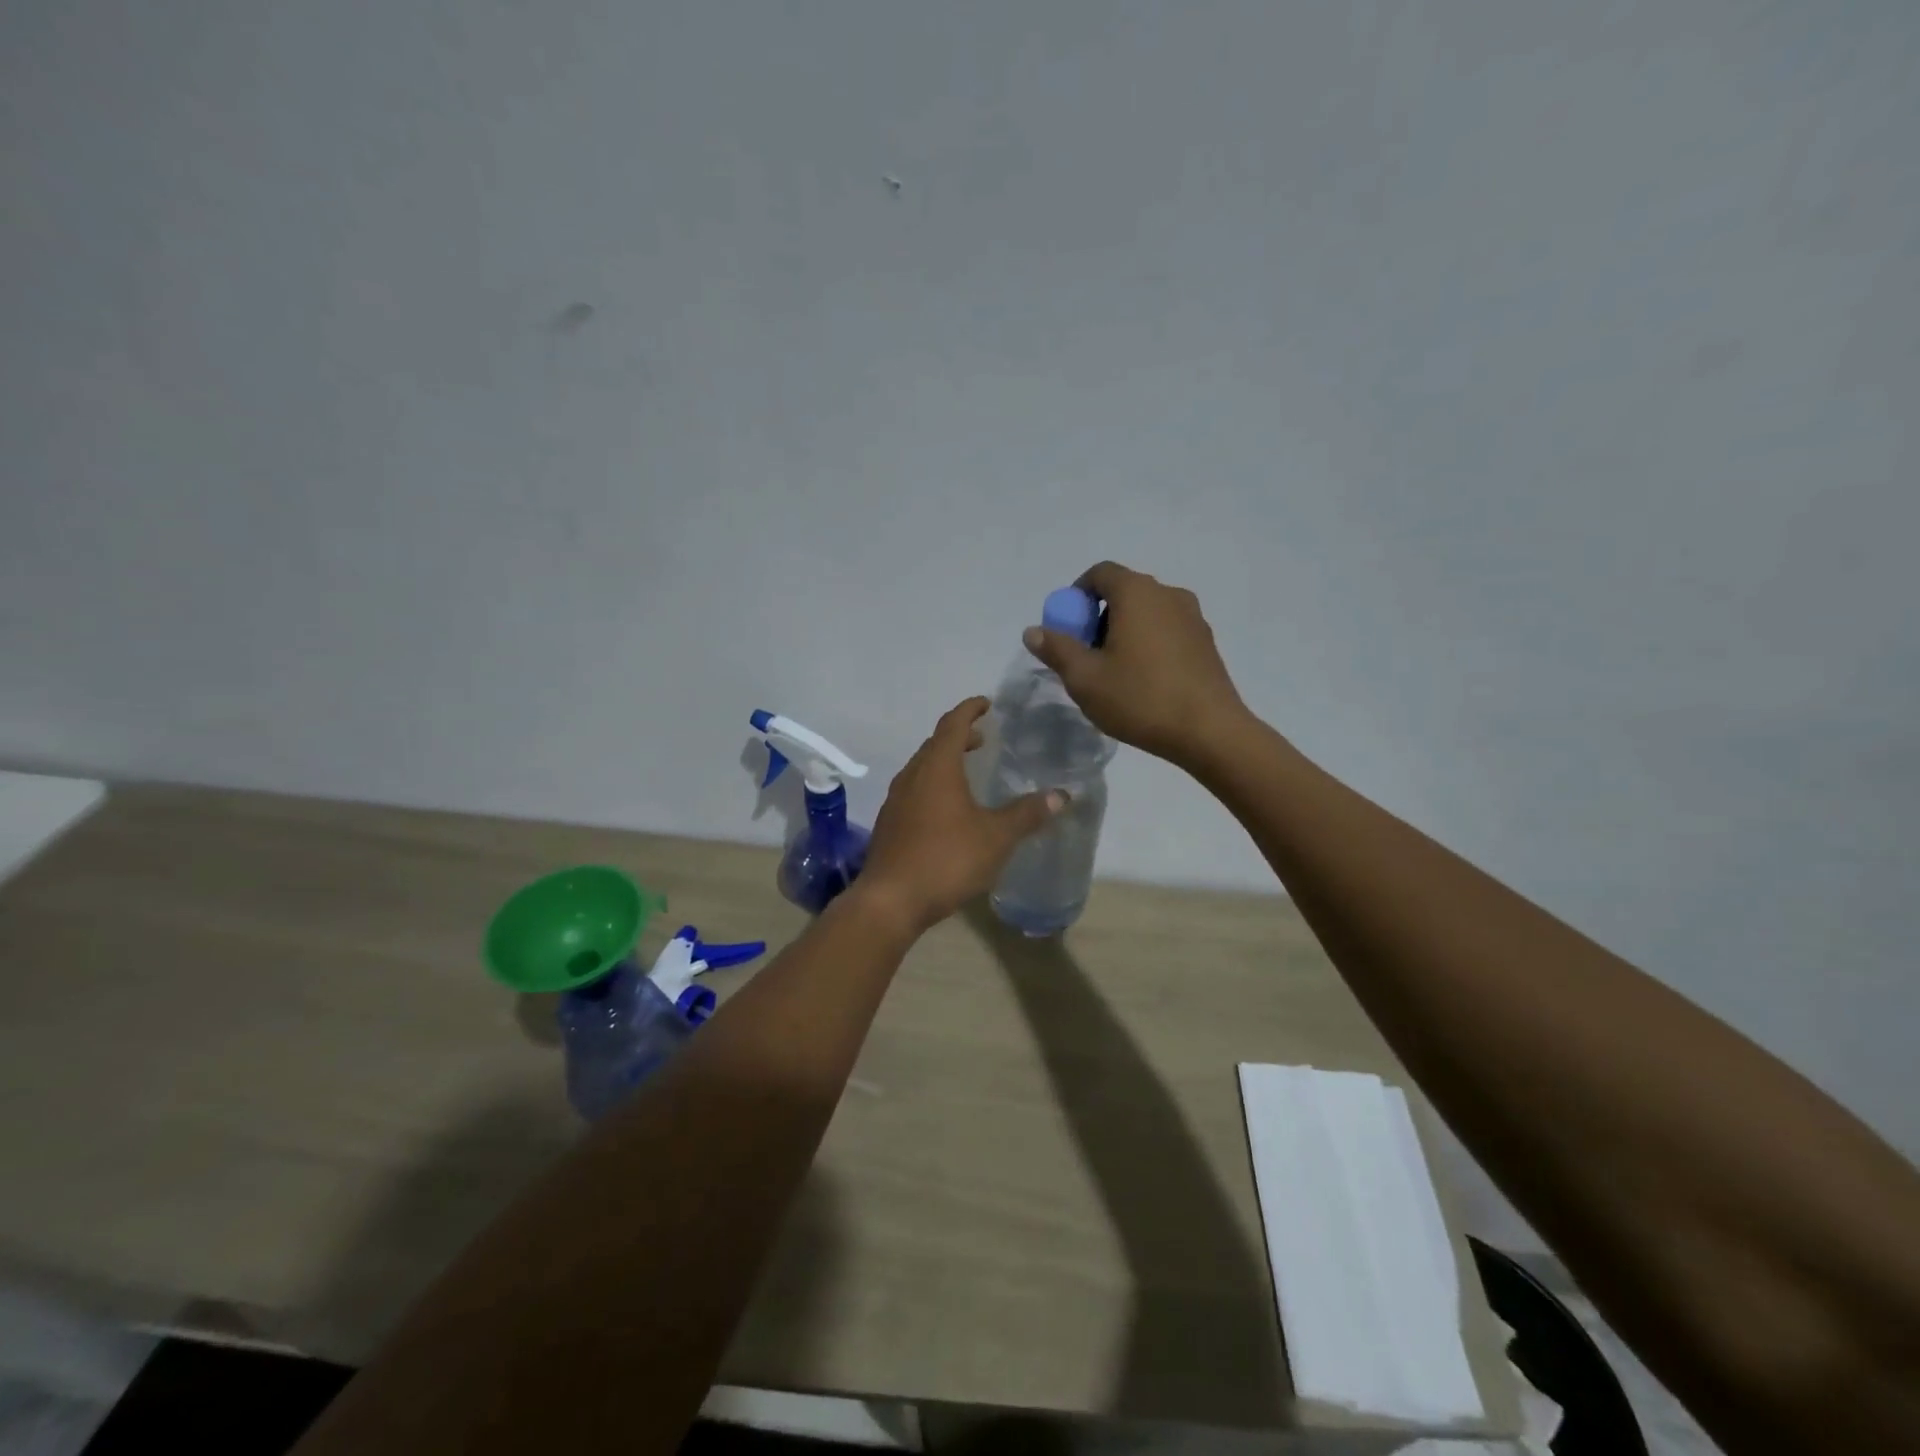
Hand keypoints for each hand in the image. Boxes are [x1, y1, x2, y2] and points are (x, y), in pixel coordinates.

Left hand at [857, 698, 1062, 932]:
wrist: (891, 900)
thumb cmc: (946, 859)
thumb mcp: (996, 837)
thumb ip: (1027, 813)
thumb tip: (1061, 795)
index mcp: (936, 768)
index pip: (953, 724)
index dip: (970, 710)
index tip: (987, 703)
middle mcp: (912, 776)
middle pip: (935, 744)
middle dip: (959, 736)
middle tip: (983, 738)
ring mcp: (896, 800)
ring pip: (922, 768)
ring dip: (945, 761)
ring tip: (968, 771)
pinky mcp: (890, 824)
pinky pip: (914, 790)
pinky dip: (934, 785)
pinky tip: (948, 809)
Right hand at [1025, 561, 1249, 767]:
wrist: (1209, 731)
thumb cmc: (1140, 698)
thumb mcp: (1085, 678)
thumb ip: (1056, 649)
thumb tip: (1034, 631)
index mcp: (1137, 593)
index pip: (1100, 573)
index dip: (1076, 595)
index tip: (1066, 628)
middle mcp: (1168, 594)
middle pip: (1124, 592)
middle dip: (1097, 617)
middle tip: (1085, 655)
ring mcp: (1193, 618)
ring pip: (1146, 613)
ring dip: (1123, 632)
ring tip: (1113, 672)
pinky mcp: (1206, 642)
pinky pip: (1166, 631)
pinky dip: (1147, 643)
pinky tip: (1143, 681)